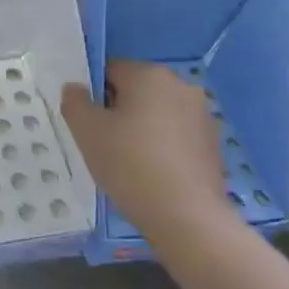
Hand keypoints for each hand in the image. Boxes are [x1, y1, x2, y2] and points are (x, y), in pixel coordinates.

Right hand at [63, 61, 230, 239]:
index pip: (110, 70)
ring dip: (141, 128)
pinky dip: (162, 147)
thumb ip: (74, 101)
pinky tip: (153, 174)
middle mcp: (181, 85)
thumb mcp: (86, 131)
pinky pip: (176, 135)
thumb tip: (76, 88)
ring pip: (157, 113)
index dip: (94, 95)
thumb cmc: (130, 164)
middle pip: (136, 90)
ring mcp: (202, 115)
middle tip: (103, 143)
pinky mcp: (213, 143)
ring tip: (128, 163)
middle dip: (118, 111)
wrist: (187, 217)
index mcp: (149, 74)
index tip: (88, 124)